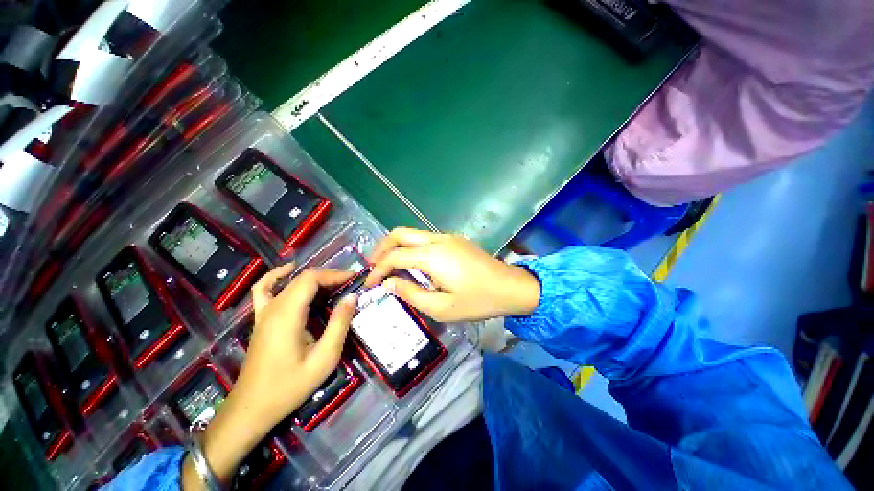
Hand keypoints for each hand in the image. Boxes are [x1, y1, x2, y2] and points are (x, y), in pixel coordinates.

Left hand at [237, 264, 357, 427]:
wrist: (251, 409)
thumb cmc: (289, 387)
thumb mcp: (324, 358)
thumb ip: (339, 324)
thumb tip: (352, 297)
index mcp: (287, 315)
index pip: (311, 279)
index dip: (335, 274)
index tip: (354, 280)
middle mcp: (273, 307)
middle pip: (303, 278)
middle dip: (329, 277)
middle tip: (350, 285)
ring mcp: (263, 312)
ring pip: (290, 282)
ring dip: (313, 278)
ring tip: (334, 284)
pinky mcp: (261, 319)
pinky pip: (265, 289)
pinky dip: (277, 276)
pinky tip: (288, 272)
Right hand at [365, 228, 540, 322]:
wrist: (511, 287)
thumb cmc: (478, 301)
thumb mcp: (442, 308)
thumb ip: (412, 294)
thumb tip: (389, 284)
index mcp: (433, 256)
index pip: (394, 256)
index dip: (378, 269)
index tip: (369, 284)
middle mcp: (437, 239)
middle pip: (399, 233)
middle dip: (381, 249)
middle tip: (373, 268)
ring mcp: (448, 237)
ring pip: (412, 234)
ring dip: (397, 247)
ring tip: (389, 267)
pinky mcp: (455, 240)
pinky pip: (425, 239)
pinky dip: (412, 248)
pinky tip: (413, 264)